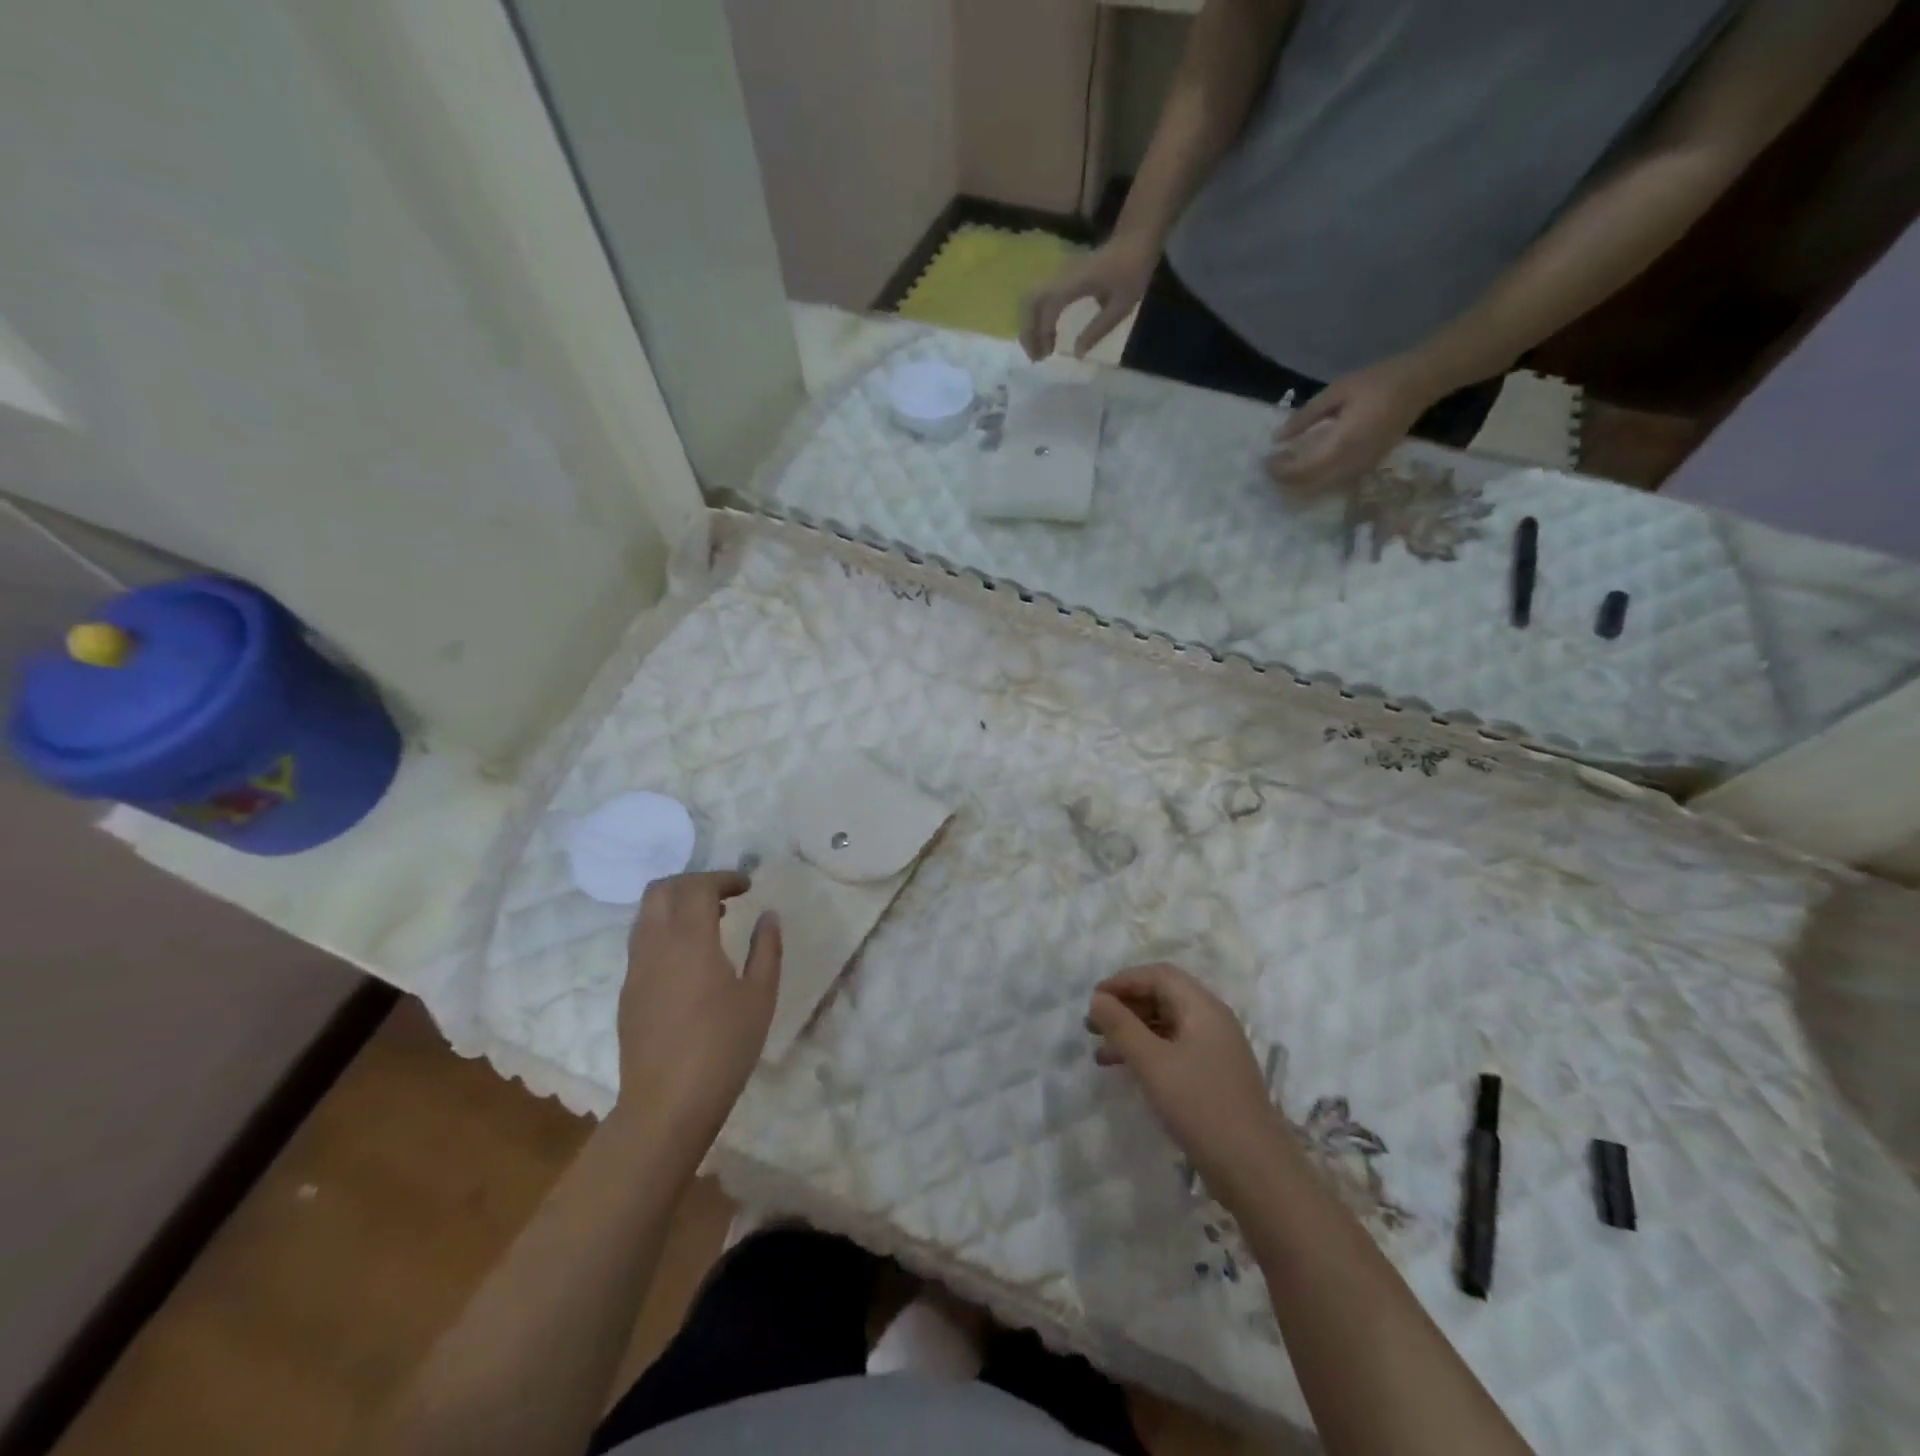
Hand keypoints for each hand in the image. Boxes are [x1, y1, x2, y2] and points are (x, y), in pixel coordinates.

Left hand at [616, 872, 780, 1137]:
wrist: (666, 1105)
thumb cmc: (723, 1047)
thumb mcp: (760, 997)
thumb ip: (766, 949)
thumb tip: (768, 916)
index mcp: (689, 941)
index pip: (697, 887)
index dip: (723, 877)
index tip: (747, 885)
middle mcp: (655, 945)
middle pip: (661, 890)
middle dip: (693, 882)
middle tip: (725, 895)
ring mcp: (635, 969)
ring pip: (646, 915)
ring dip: (676, 905)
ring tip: (710, 922)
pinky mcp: (628, 992)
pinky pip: (642, 942)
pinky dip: (665, 930)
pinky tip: (690, 958)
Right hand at [1021, 236, 1157, 361]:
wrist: (1135, 238)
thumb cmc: (1132, 270)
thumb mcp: (1121, 305)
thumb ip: (1098, 329)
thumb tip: (1077, 353)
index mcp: (1076, 282)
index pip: (1048, 308)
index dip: (1043, 333)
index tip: (1048, 355)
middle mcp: (1061, 276)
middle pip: (1031, 303)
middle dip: (1028, 332)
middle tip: (1036, 357)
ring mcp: (1059, 275)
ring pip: (1031, 300)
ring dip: (1030, 325)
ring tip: (1039, 349)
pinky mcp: (1062, 277)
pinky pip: (1040, 298)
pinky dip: (1037, 318)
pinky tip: (1047, 334)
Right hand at [1087, 963, 1286, 1197]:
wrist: (1255, 1171)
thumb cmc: (1201, 1107)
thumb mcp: (1153, 1063)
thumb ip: (1122, 1026)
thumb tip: (1098, 998)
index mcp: (1203, 1007)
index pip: (1158, 975)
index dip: (1123, 981)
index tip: (1093, 1000)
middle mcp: (1212, 1020)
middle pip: (1163, 996)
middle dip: (1125, 1006)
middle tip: (1092, 1025)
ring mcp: (1215, 1049)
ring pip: (1166, 1024)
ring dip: (1132, 1030)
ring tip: (1100, 1049)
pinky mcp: (1213, 1076)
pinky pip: (1173, 1049)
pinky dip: (1147, 1052)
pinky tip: (1126, 1070)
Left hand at [1267, 354, 1447, 492]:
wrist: (1420, 382)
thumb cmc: (1377, 382)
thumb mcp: (1336, 392)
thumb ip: (1305, 417)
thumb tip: (1277, 438)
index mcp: (1342, 443)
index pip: (1303, 469)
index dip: (1281, 470)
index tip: (1265, 463)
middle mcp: (1352, 462)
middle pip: (1311, 484)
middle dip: (1287, 481)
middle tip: (1270, 471)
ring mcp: (1362, 467)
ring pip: (1323, 488)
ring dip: (1300, 485)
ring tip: (1284, 472)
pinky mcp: (1369, 467)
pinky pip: (1337, 483)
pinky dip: (1317, 482)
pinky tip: (1307, 471)